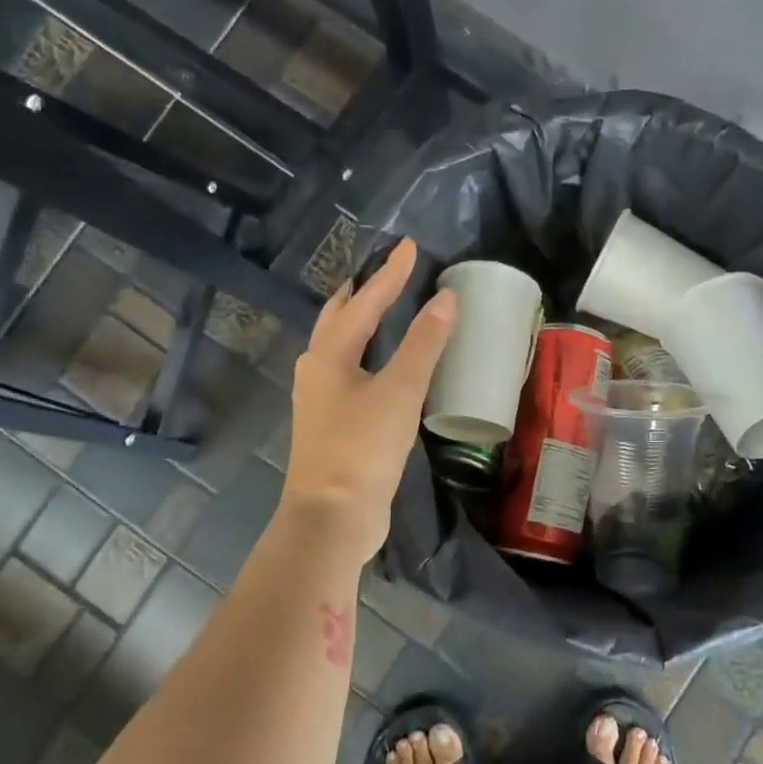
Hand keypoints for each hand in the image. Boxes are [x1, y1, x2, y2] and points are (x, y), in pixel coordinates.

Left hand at [280, 238, 456, 566]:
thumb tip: (445, 299)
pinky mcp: (332, 422)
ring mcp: (320, 398)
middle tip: (389, 270)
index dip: (390, 273)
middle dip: (363, 291)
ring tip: (387, 306)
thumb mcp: (399, 391)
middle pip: (339, 317)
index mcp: (328, 353)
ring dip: (362, 321)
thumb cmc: (362, 448)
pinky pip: (350, 372)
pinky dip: (368, 353)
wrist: (332, 517)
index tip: (411, 246)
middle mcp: (317, 368)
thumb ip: (423, 343)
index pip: (364, 300)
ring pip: (341, 345)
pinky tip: (385, 362)